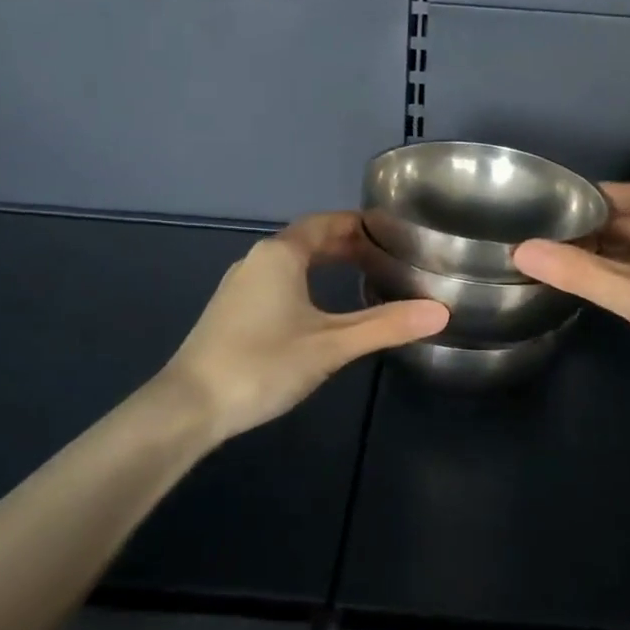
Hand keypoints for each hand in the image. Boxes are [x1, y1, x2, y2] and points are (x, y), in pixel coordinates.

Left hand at [160, 211, 448, 442]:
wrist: (188, 406)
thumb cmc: (263, 364)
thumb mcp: (331, 345)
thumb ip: (385, 326)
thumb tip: (441, 312)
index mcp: (280, 255)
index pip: (325, 223)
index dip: (358, 224)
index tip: (390, 232)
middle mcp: (257, 260)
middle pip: (307, 240)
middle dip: (344, 245)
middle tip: (383, 257)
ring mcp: (239, 286)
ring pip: (289, 262)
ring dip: (323, 264)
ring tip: (358, 277)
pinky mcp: (230, 311)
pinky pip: (275, 281)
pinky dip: (304, 282)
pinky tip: (316, 310)